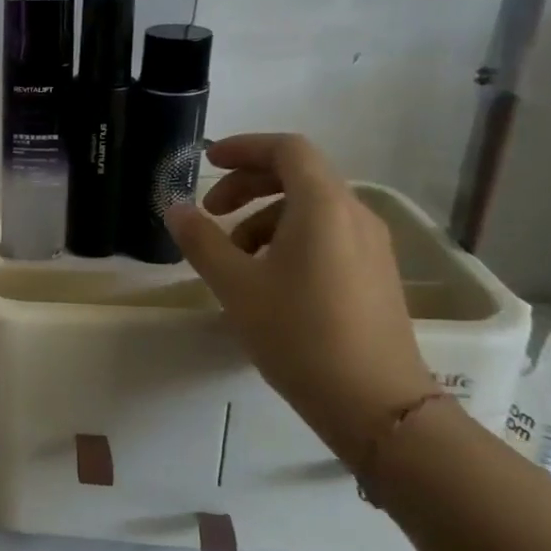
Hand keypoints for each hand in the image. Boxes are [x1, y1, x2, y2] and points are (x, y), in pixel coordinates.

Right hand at [163, 133, 437, 470]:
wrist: (375, 404)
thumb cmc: (299, 334)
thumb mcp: (236, 285)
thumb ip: (201, 240)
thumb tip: (175, 208)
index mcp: (323, 206)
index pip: (286, 149)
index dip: (244, 147)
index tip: (207, 162)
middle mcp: (354, 214)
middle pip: (298, 175)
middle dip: (247, 184)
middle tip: (210, 212)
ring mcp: (371, 245)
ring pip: (311, 208)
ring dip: (264, 216)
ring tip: (233, 257)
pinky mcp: (375, 273)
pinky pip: (326, 234)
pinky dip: (288, 238)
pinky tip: (267, 278)